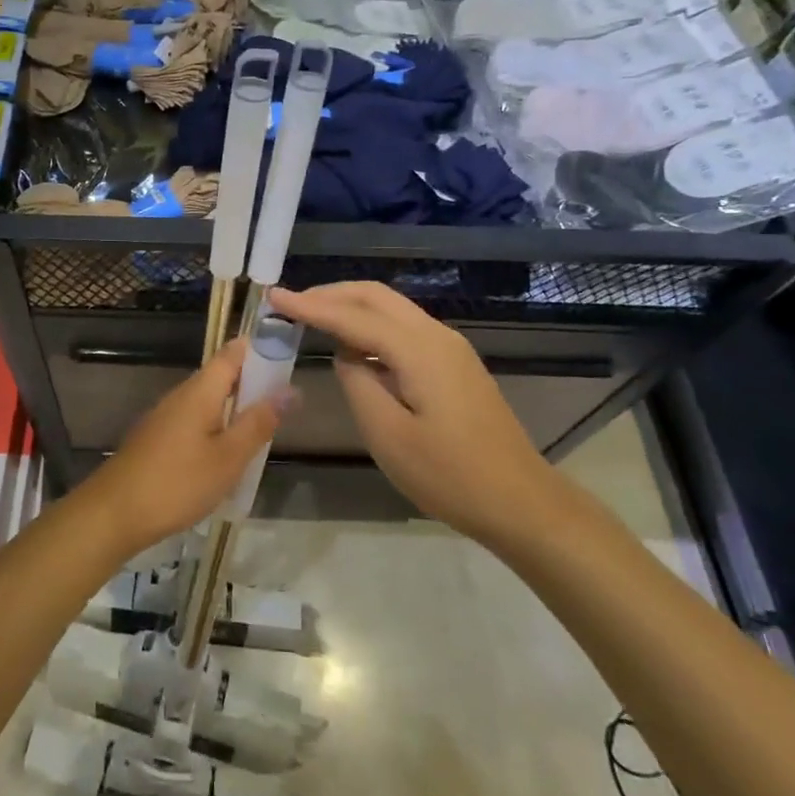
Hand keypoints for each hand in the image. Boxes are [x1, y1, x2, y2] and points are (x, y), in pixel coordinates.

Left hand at [81, 338, 291, 556]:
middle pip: (221, 377)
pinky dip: (215, 430)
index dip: (259, 350)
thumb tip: (290, 390)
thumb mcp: (228, 457)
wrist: (114, 513)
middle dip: (251, 386)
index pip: (232, 353)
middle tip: (282, 409)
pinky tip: (225, 458)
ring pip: (208, 402)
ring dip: (234, 411)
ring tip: (260, 436)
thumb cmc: (177, 482)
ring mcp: (165, 417)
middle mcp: (181, 395)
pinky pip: (194, 422)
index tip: (286, 360)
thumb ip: (258, 423)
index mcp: (200, 391)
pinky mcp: (157, 439)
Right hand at [268, 282, 567, 546]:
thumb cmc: (450, 475)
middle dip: (331, 294)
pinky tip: (353, 346)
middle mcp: (436, 336)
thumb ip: (358, 384)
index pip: (353, 317)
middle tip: (291, 303)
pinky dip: (371, 326)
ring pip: (392, 309)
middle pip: (376, 297)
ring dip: (351, 307)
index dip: (311, 306)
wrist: (520, 502)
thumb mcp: (388, 435)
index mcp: (419, 350)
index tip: (274, 296)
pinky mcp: (454, 366)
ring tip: (312, 318)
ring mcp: (450, 349)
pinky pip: (404, 329)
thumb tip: (347, 356)